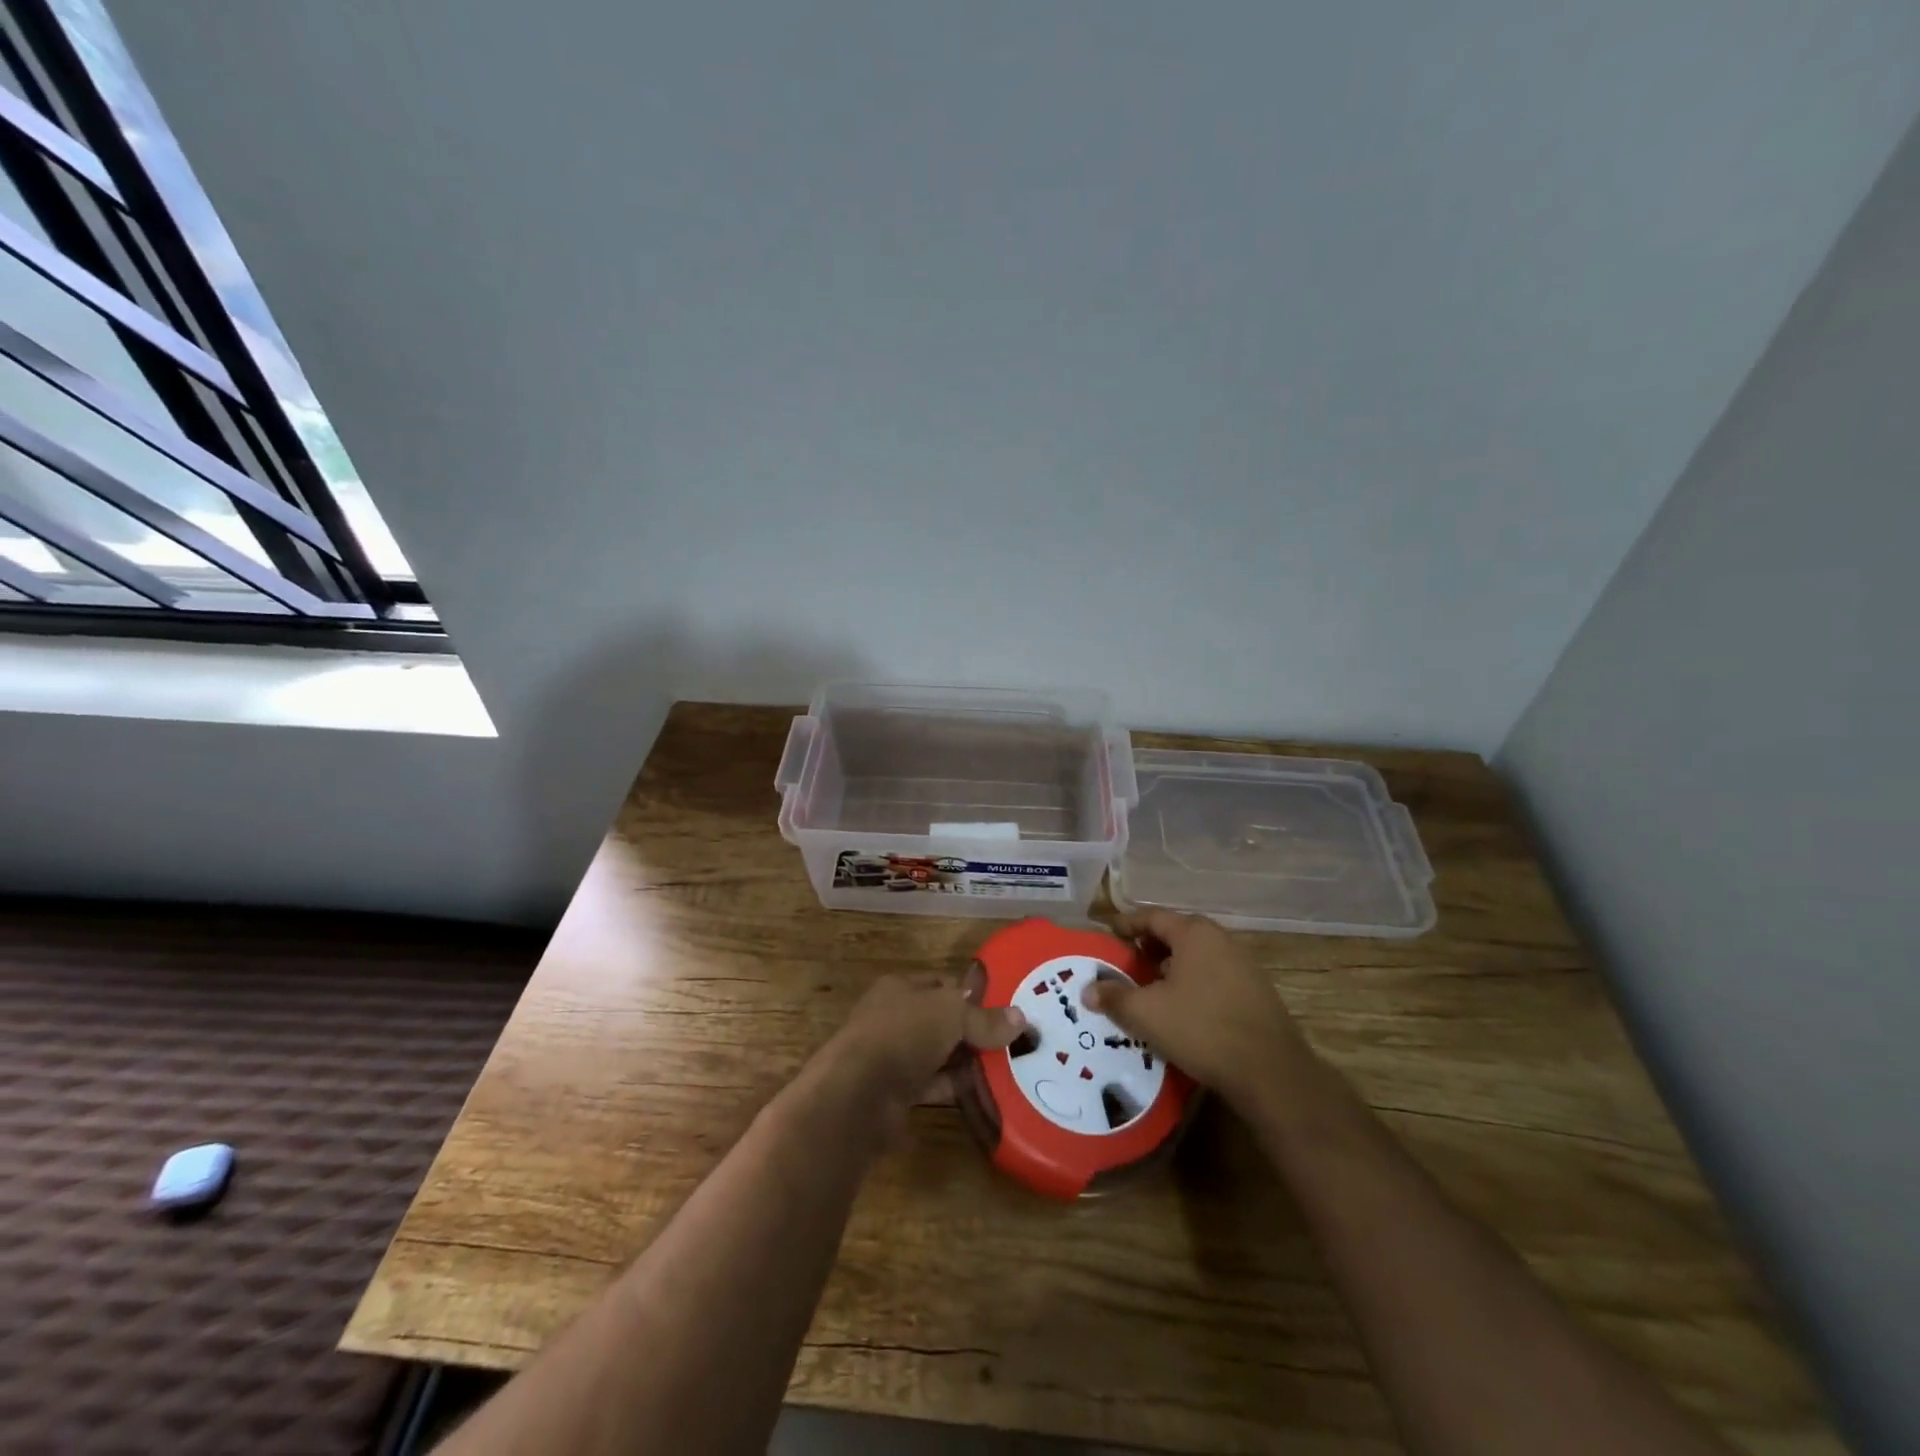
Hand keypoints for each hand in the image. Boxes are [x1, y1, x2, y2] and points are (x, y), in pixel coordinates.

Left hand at [829, 972, 1026, 1115]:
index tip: (1004, 1009)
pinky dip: (955, 1089)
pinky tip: (985, 1094)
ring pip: (937, 1055)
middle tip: (1012, 1042)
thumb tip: (1021, 1018)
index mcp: (899, 988)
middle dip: (972, 1032)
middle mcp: (894, 1019)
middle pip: (940, 1022)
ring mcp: (892, 1057)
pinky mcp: (894, 1094)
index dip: (970, 995)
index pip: (941, 984)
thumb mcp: (950, 1014)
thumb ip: (984, 1018)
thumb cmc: (902, 1034)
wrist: (857, 1094)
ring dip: (966, 1063)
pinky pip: (933, 1086)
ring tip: (1007, 1069)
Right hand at [1084, 909, 1311, 1108]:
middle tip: (1127, 962)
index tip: (1109, 932)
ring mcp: (1243, 964)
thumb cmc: (1201, 1028)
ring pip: (1197, 956)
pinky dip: (1192, 982)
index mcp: (1194, 933)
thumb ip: (1115, 997)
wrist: (1270, 1072)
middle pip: (1177, 934)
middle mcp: (1220, 939)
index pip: (1152, 917)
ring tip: (1150, 987)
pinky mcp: (1256, 991)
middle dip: (1149, 946)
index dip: (1127, 924)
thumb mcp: (1147, 1013)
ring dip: (1171, 966)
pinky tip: (1182, 1008)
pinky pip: (1214, 975)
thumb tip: (1088, 990)